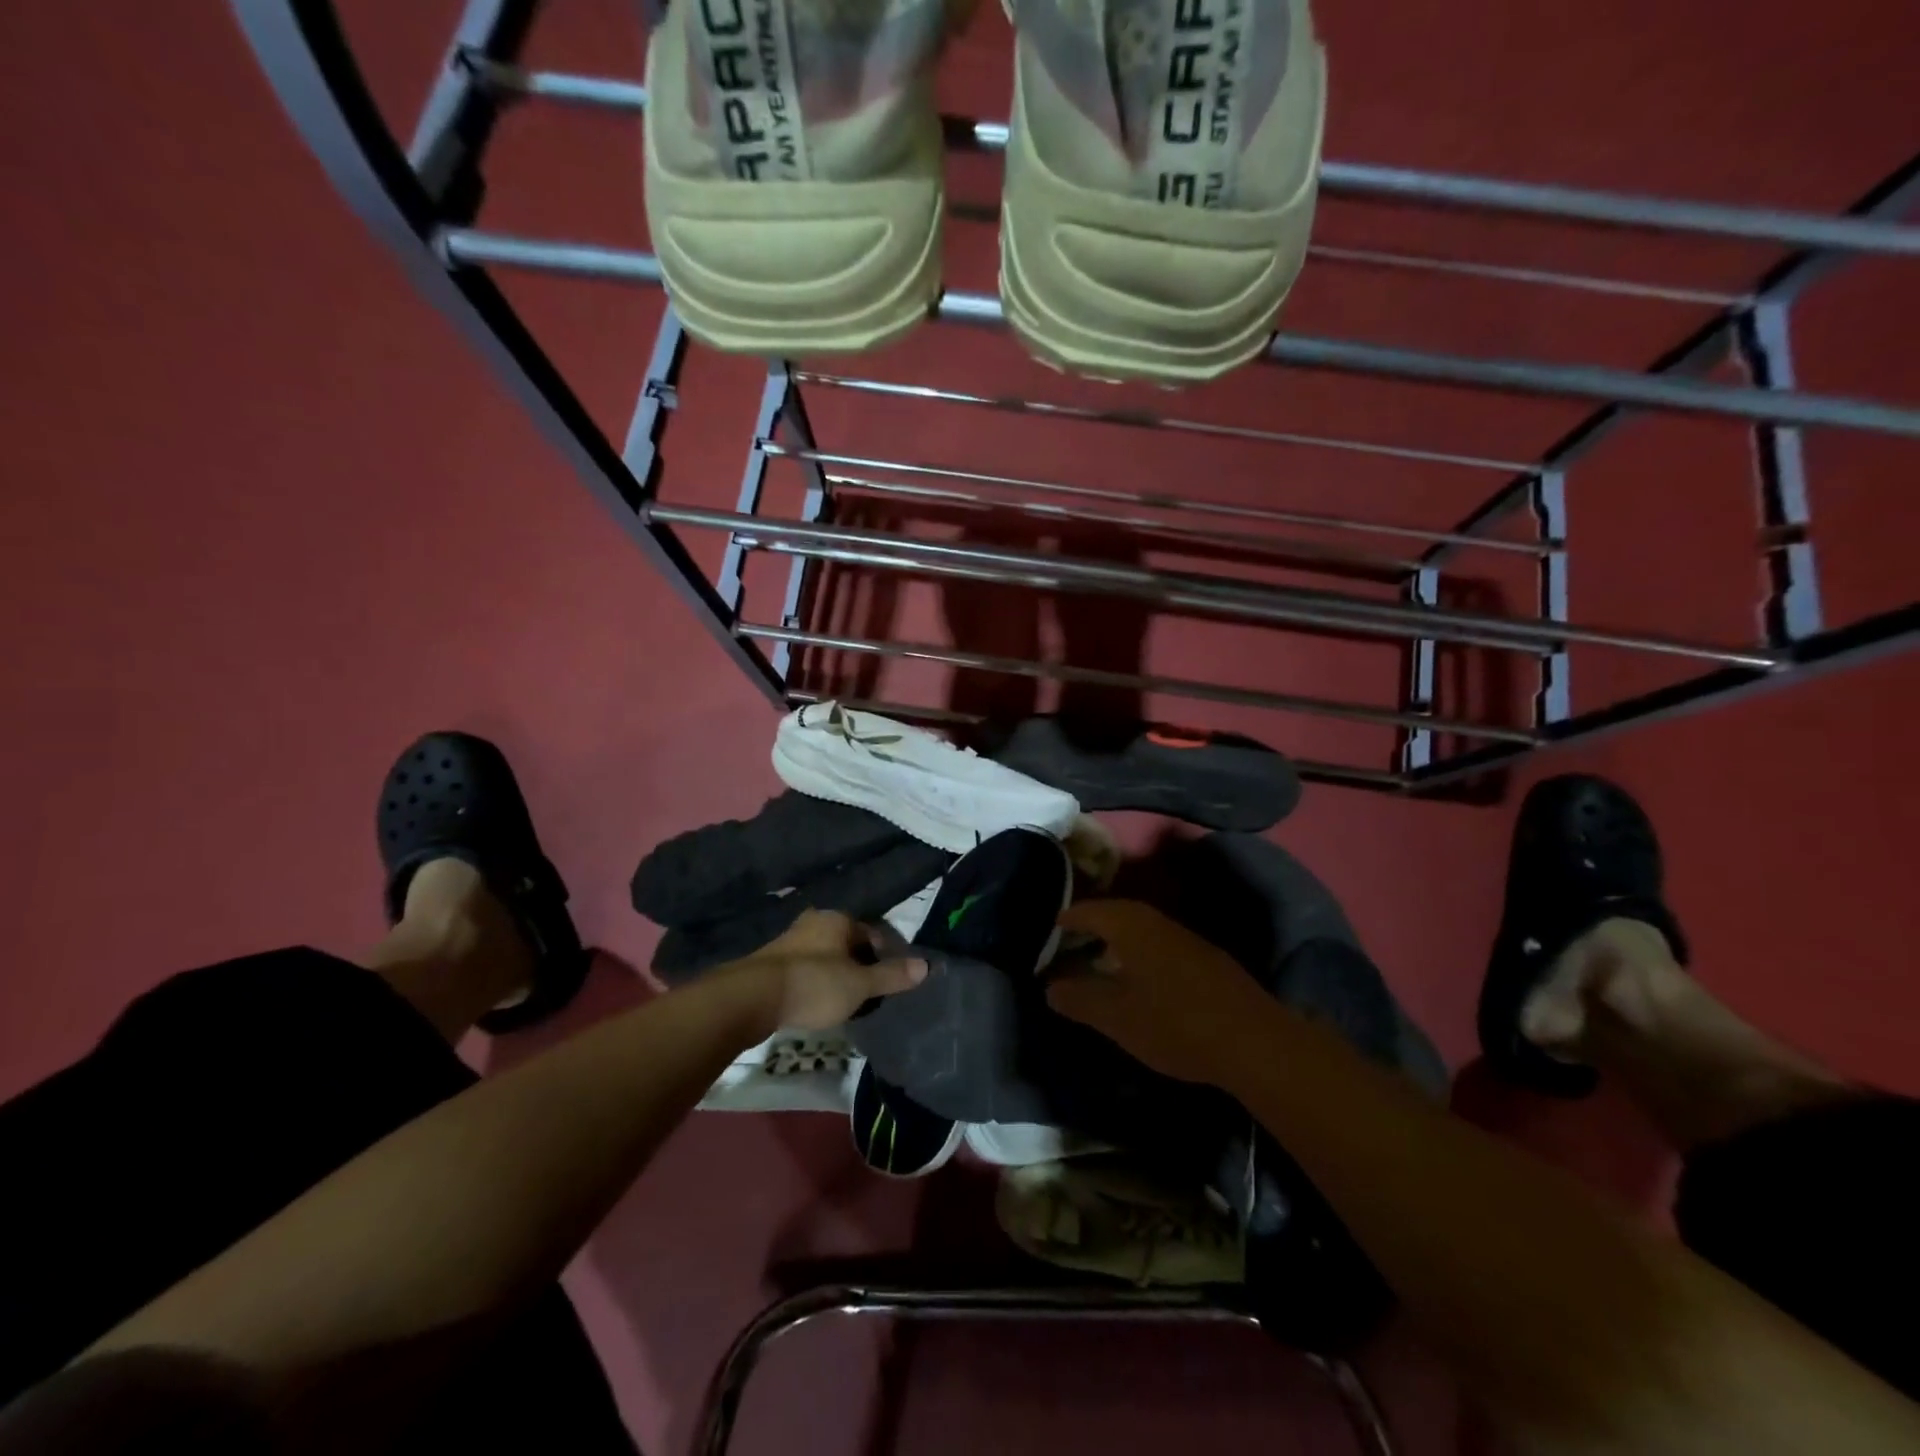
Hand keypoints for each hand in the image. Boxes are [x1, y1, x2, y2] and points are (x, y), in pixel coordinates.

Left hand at [719, 909, 926, 1033]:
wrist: (752, 998)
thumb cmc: (814, 984)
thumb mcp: (859, 984)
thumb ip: (891, 976)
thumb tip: (927, 965)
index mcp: (838, 919)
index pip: (873, 933)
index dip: (885, 957)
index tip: (890, 982)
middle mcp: (814, 921)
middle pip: (848, 943)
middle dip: (860, 965)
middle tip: (869, 994)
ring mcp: (790, 940)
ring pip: (825, 955)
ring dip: (836, 974)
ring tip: (845, 1002)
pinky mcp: (772, 962)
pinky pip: (805, 968)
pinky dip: (815, 982)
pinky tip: (816, 1003)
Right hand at [1045, 900, 1270, 1084]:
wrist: (1254, 1041)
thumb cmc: (1174, 1024)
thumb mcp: (1117, 1017)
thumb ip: (1080, 999)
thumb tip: (1049, 986)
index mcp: (1131, 926)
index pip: (1091, 910)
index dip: (1070, 917)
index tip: (1053, 924)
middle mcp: (1158, 922)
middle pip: (1118, 913)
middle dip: (1094, 923)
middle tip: (1073, 938)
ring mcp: (1187, 939)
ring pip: (1143, 928)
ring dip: (1120, 937)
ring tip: (1102, 955)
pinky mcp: (1208, 959)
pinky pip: (1161, 943)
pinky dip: (1142, 951)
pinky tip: (1142, 976)